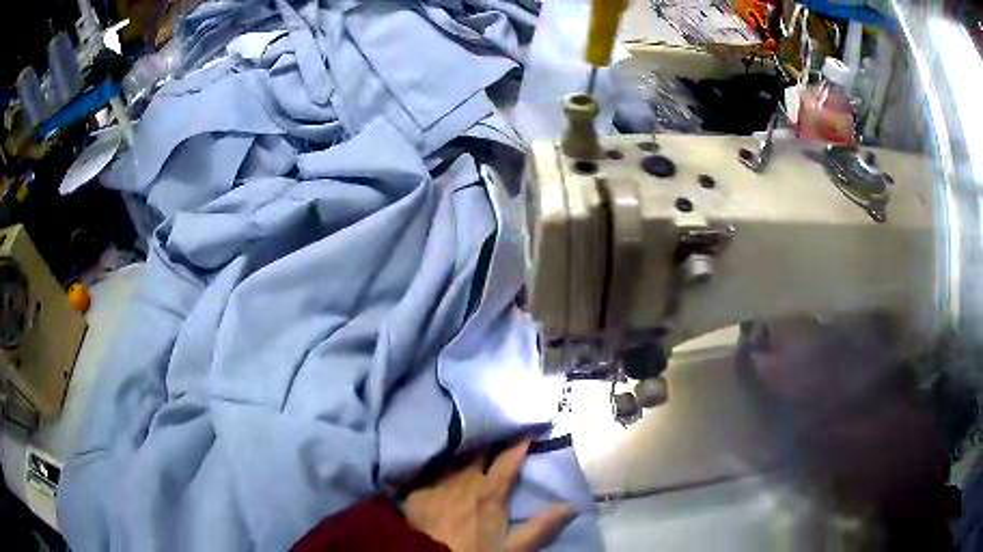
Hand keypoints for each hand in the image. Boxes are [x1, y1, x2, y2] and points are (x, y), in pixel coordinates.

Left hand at [404, 437, 573, 551]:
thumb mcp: (513, 546)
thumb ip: (541, 525)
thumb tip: (571, 504)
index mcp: (489, 491)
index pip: (508, 459)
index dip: (520, 441)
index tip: (529, 426)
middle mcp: (464, 479)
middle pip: (477, 450)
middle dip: (487, 437)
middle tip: (493, 424)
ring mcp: (437, 482)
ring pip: (452, 456)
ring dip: (462, 447)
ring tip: (464, 433)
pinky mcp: (415, 489)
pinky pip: (427, 468)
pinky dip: (435, 463)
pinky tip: (434, 457)